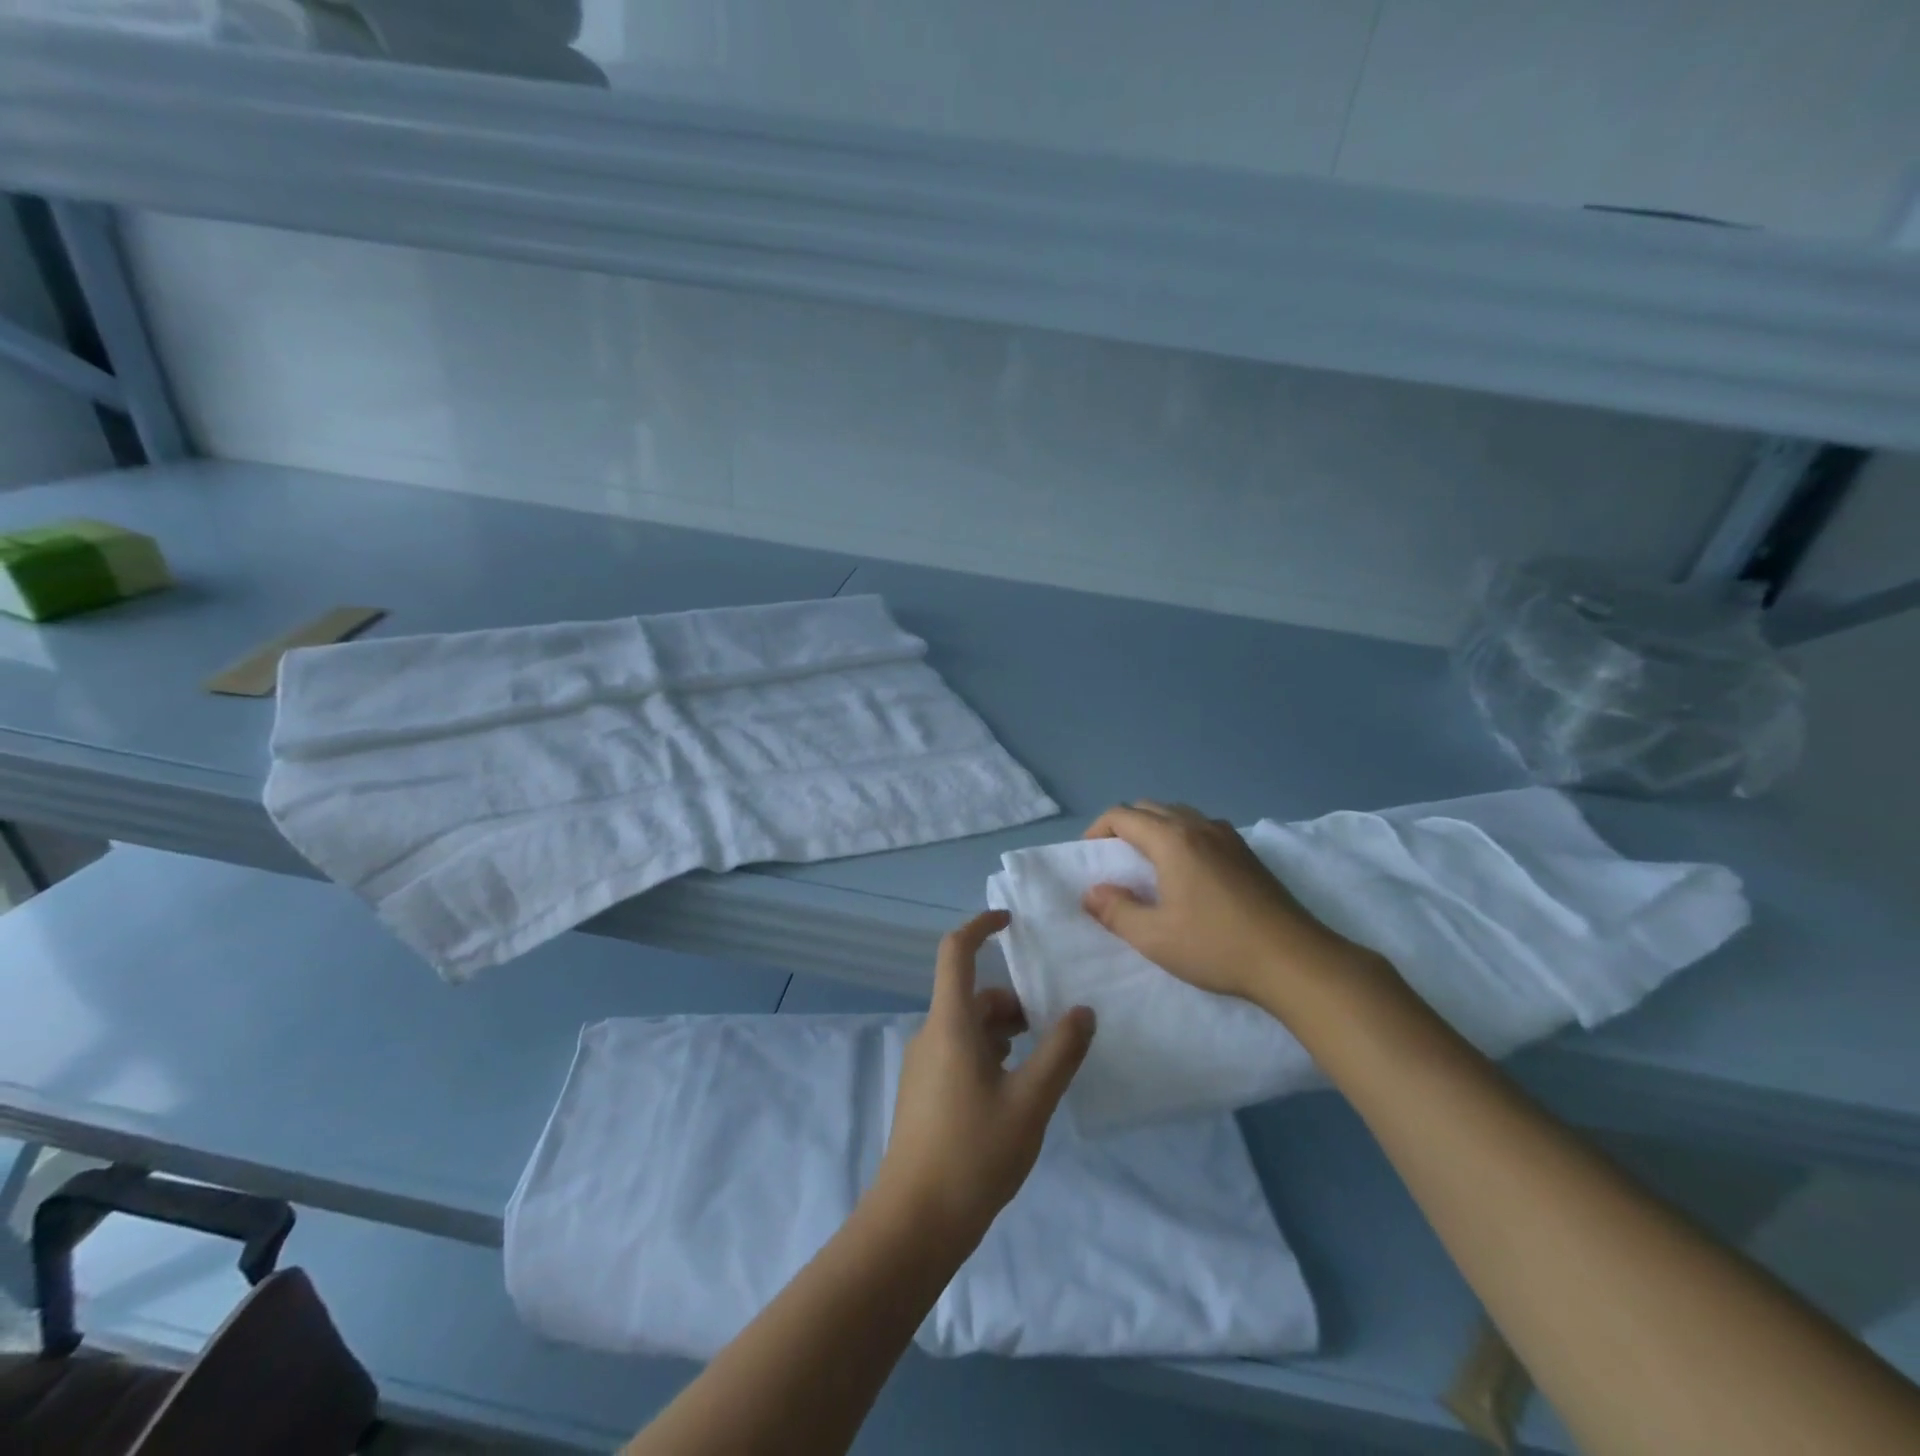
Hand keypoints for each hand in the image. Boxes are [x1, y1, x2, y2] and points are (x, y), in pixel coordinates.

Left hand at [871, 910, 1095, 1253]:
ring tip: (1041, 1060)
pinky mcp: (924, 1093)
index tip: (1010, 921)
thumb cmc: (973, 1154)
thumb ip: (1060, 1052)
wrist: (913, 1223)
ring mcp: (923, 1065)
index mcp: (950, 1024)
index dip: (980, 926)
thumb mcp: (1030, 1102)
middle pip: (971, 996)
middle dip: (1012, 1001)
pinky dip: (989, 1054)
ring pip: (967, 1028)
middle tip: (1053, 1026)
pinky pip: (959, 1053)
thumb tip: (1083, 1011)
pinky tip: (1014, 1090)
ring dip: (1003, 1031)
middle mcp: (931, 1034)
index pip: (955, 952)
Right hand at [1082, 801, 1358, 1003]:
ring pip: (1179, 815)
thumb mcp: (1154, 937)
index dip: (1098, 830)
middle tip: (1115, 860)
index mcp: (1172, 839)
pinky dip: (1182, 837)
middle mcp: (1199, 827)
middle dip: (1124, 826)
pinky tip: (1188, 873)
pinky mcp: (1248, 853)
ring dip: (1155, 829)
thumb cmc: (1216, 946)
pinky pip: (1202, 829)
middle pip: (1150, 808)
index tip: (1090, 857)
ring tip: (1148, 865)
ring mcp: (1228, 837)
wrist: (1294, 960)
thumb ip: (1116, 911)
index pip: (1122, 815)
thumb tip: (1092, 892)